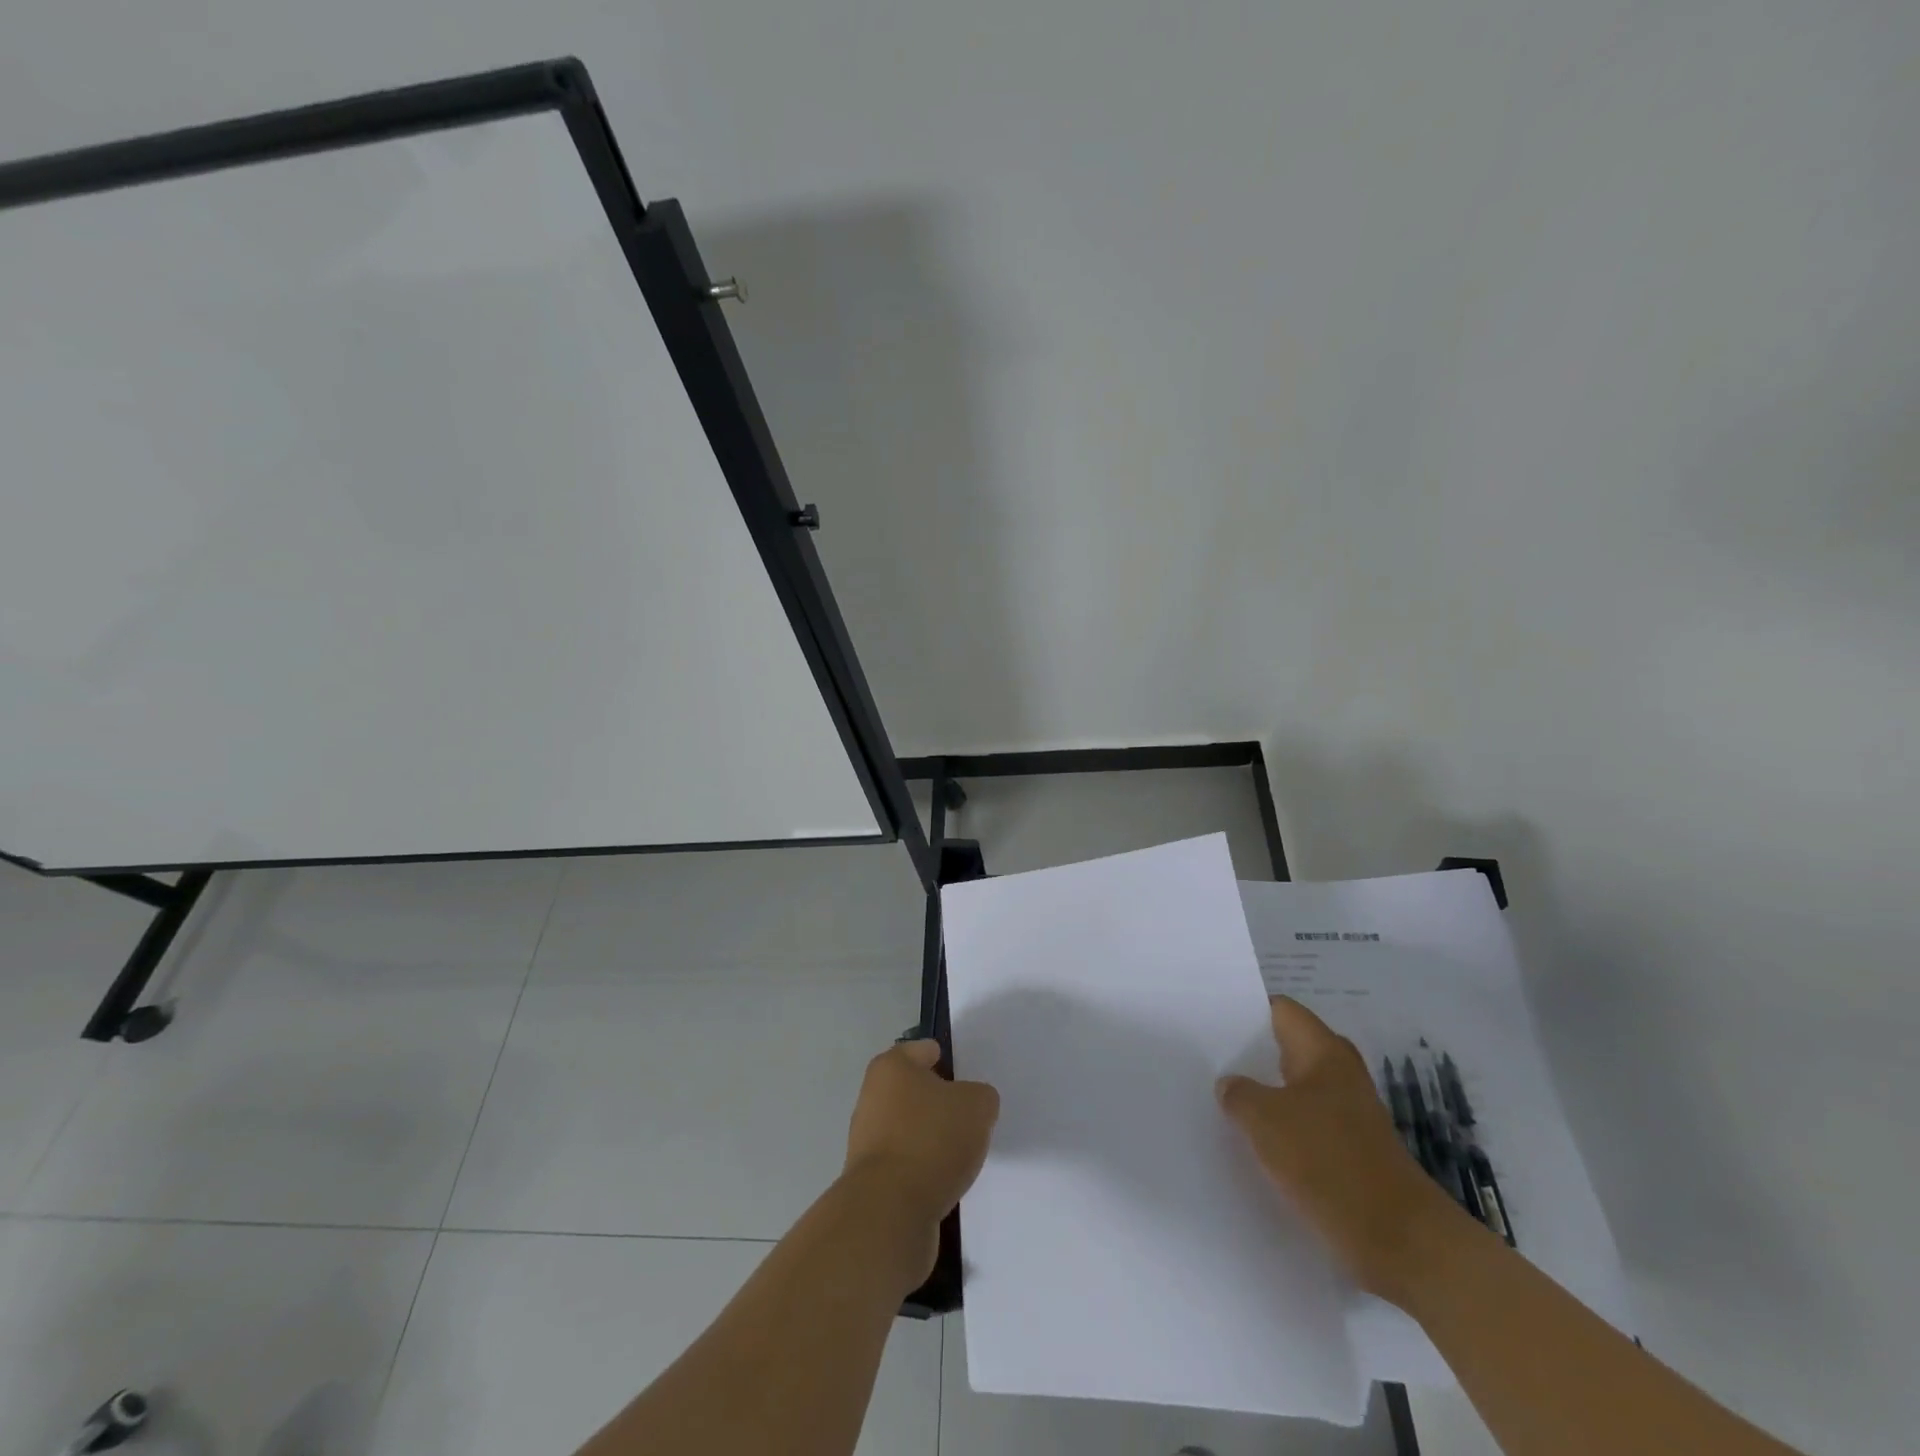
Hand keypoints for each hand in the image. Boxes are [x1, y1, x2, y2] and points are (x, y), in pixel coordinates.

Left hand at [843, 1039, 999, 1260]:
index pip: (921, 1051)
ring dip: (930, 1137)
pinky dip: (922, 1168)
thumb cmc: (931, 1140)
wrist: (889, 1211)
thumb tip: (972, 1105)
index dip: (944, 1058)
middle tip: (968, 1114)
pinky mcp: (870, 1180)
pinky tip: (943, 1180)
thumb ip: (981, 1097)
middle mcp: (872, 1097)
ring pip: (908, 1128)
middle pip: (912, 1090)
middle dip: (938, 1100)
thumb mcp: (976, 1106)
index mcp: (891, 1068)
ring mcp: (867, 1140)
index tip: (964, 1075)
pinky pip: (905, 1163)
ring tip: (960, 1152)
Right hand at [1218, 997, 1470, 1303]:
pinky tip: (1249, 1144)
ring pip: (1292, 1091)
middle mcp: (1338, 1074)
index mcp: (1324, 1051)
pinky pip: (1303, 1126)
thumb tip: (1230, 1085)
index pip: (1279, 1010)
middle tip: (1206, 1059)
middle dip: (1248, 1054)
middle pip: (1285, 1049)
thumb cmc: (1330, 1162)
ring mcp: (1347, 1114)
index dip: (1244, 1010)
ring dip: (1261, 1096)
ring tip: (1218, 1101)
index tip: (1208, 1019)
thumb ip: (1238, 1093)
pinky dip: (1279, 1130)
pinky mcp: (1349, 1152)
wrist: (1401, 1242)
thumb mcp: (1265, 1120)